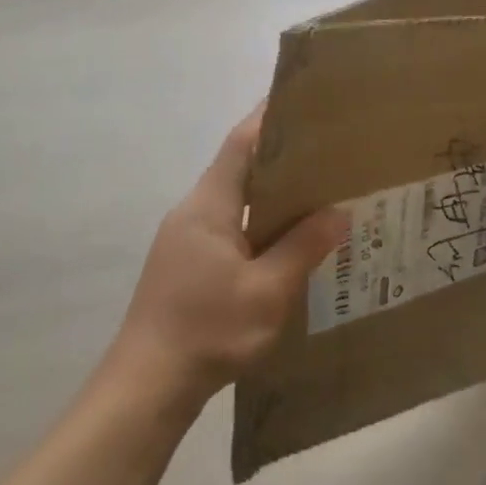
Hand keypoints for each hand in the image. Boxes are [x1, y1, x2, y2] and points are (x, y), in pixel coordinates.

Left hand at [110, 106, 345, 409]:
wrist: (147, 385)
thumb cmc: (207, 330)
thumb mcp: (267, 292)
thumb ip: (303, 248)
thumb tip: (338, 213)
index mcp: (210, 205)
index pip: (241, 143)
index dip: (269, 116)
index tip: (302, 100)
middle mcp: (194, 211)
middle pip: (239, 166)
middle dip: (279, 154)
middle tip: (326, 149)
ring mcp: (185, 237)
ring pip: (235, 198)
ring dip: (270, 191)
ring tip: (316, 190)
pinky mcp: (186, 263)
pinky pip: (229, 225)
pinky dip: (258, 220)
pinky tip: (285, 239)